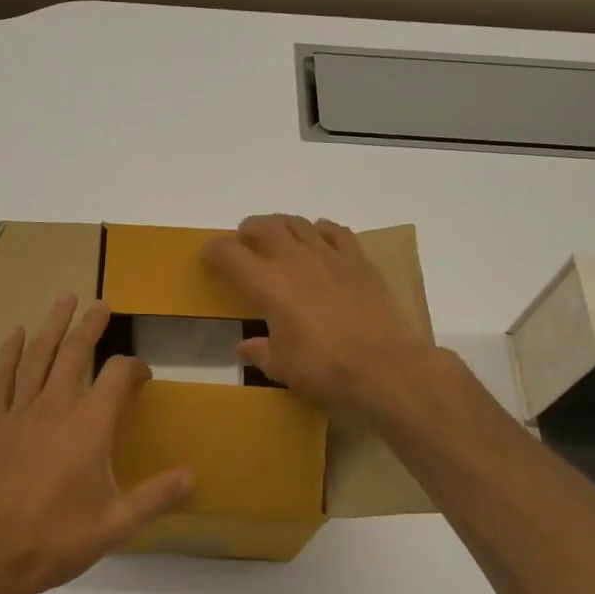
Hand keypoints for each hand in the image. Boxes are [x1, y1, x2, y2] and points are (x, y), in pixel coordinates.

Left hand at [0, 292, 193, 593]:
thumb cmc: (56, 538)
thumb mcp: (116, 524)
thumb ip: (157, 496)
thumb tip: (194, 474)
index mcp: (90, 425)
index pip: (118, 376)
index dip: (135, 367)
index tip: (143, 374)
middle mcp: (56, 406)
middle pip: (76, 352)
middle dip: (92, 325)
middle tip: (102, 304)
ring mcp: (20, 412)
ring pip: (39, 356)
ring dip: (53, 325)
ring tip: (64, 298)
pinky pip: (0, 378)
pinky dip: (8, 353)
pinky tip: (15, 335)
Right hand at [203, 214, 435, 419]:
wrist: (385, 368)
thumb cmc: (325, 370)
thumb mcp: (282, 367)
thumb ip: (259, 352)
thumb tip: (245, 347)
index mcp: (268, 285)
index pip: (231, 255)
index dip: (214, 251)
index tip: (209, 254)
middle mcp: (295, 260)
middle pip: (265, 226)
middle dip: (249, 229)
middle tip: (244, 240)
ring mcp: (330, 256)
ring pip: (299, 223)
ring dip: (282, 226)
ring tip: (278, 237)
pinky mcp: (359, 261)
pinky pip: (335, 232)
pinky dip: (321, 230)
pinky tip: (320, 240)